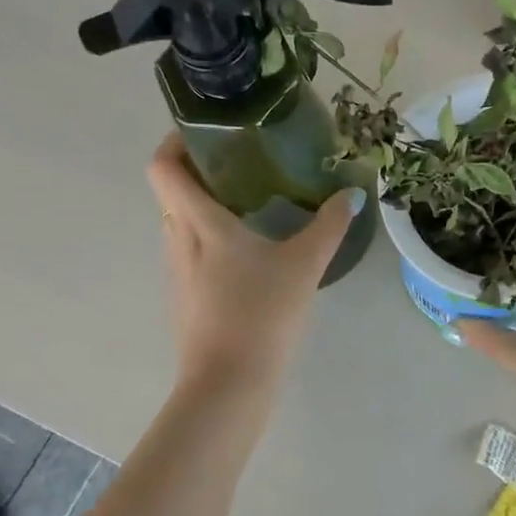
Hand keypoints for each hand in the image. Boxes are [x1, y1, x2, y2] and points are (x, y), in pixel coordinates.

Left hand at [147, 135, 362, 393]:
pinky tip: (248, 256)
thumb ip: (329, 225)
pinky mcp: (185, 299)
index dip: (176, 142)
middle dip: (200, 172)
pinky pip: (190, 254)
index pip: (163, 168)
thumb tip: (352, 194)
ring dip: (204, 208)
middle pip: (172, 193)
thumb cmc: (262, 313)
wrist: (229, 383)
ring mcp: (178, 274)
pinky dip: (210, 241)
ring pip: (181, 225)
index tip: (207, 132)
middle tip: (242, 164)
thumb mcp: (305, 264)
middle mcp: (178, 241)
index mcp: (199, 223)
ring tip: (249, 205)